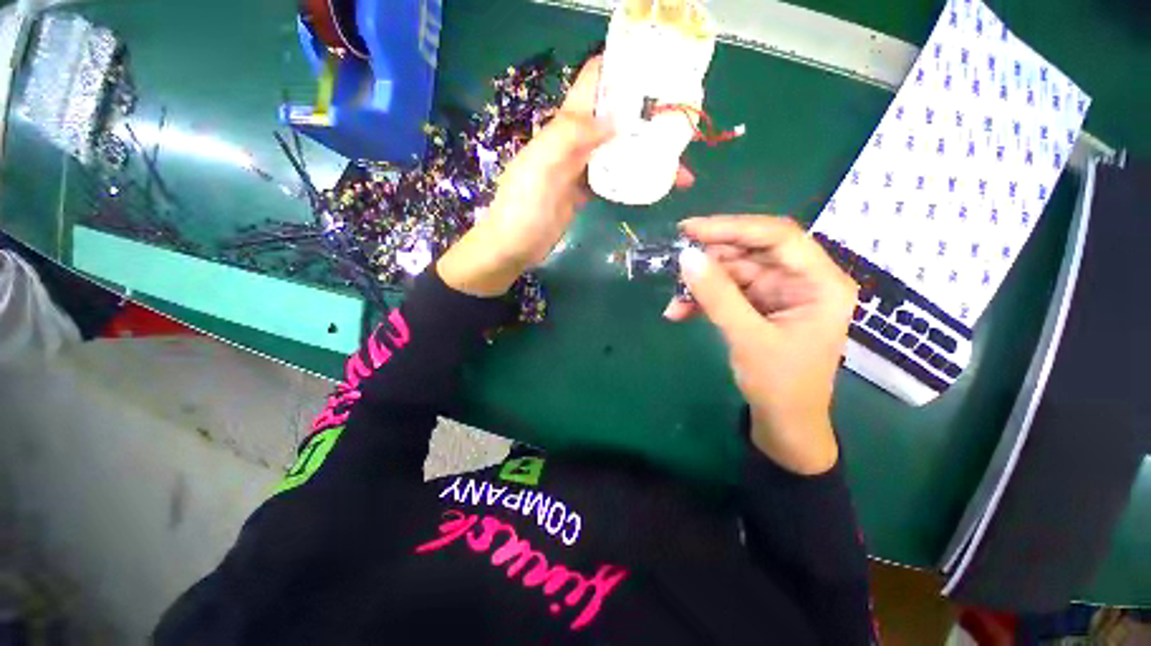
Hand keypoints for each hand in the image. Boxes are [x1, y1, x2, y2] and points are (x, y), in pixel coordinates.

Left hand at [438, 56, 694, 295]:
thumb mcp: (540, 167)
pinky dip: (633, 179)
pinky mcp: (583, 193)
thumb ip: (571, 137)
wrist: (512, 248)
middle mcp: (574, 141)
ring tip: (681, 169)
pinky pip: (612, 179)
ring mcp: (579, 169)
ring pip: (618, 152)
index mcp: (562, 127)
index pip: (593, 85)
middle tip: (685, 132)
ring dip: (647, 156)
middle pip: (615, 120)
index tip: (661, 75)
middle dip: (648, 121)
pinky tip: (653, 186)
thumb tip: (616, 120)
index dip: (623, 72)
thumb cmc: (522, 209)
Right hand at [667, 216, 856, 474]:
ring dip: (701, 284)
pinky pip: (727, 292)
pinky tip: (679, 312)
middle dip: (711, 259)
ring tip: (674, 300)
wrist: (784, 423)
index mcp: (820, 283)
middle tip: (674, 261)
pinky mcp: (759, 307)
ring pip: (734, 272)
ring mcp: (779, 294)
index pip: (778, 236)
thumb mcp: (747, 338)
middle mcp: (802, 280)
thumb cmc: (780, 385)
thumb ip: (717, 295)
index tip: (690, 230)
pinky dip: (703, 300)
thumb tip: (686, 257)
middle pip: (752, 252)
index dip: (732, 227)